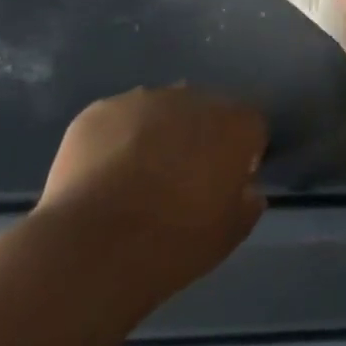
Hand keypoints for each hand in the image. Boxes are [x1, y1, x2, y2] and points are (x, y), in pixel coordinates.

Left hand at [36, 86, 266, 301]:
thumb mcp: (229, 234)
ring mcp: (144, 99)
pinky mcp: (100, 110)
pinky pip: (117, 121)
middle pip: (204, 112)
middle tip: (179, 181)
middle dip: (197, 138)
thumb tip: (246, 189)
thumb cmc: (175, 242)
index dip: (240, 154)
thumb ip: (247, 202)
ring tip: (134, 180)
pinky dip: (115, 141)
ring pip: (159, 111)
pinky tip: (102, 178)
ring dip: (156, 135)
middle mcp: (194, 98)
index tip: (223, 183)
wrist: (95, 247)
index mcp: (235, 124)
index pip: (251, 126)